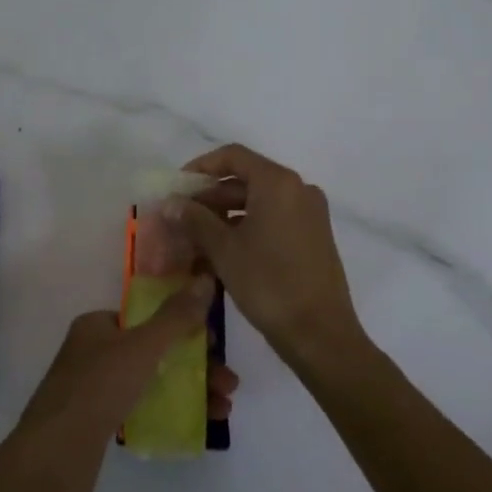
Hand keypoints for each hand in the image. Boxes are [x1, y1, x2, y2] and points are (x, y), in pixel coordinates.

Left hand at [11, 282, 239, 491]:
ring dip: (189, 390)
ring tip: (224, 410)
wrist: (53, 457)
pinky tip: (198, 425)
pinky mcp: (97, 423)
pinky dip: (169, 411)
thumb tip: (205, 278)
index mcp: (96, 325)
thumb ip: (176, 316)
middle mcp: (92, 352)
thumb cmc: (98, 388)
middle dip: (195, 364)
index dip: (182, 326)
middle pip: (154, 349)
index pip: (146, 316)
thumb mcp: (143, 347)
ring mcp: (93, 388)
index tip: (213, 345)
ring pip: (151, 380)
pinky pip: (141, 408)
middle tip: (228, 383)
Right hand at [175, 144, 368, 371]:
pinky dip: (247, 226)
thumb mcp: (224, 250)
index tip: (177, 186)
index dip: (201, 166)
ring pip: (259, 201)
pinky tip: (223, 249)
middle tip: (181, 216)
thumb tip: (170, 203)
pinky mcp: (314, 236)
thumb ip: (195, 220)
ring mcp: (310, 213)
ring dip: (226, 214)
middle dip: (211, 195)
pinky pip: (274, 218)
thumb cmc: (268, 284)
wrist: (320, 334)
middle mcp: (298, 189)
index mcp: (278, 183)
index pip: (233, 156)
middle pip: (246, 178)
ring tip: (196, 236)